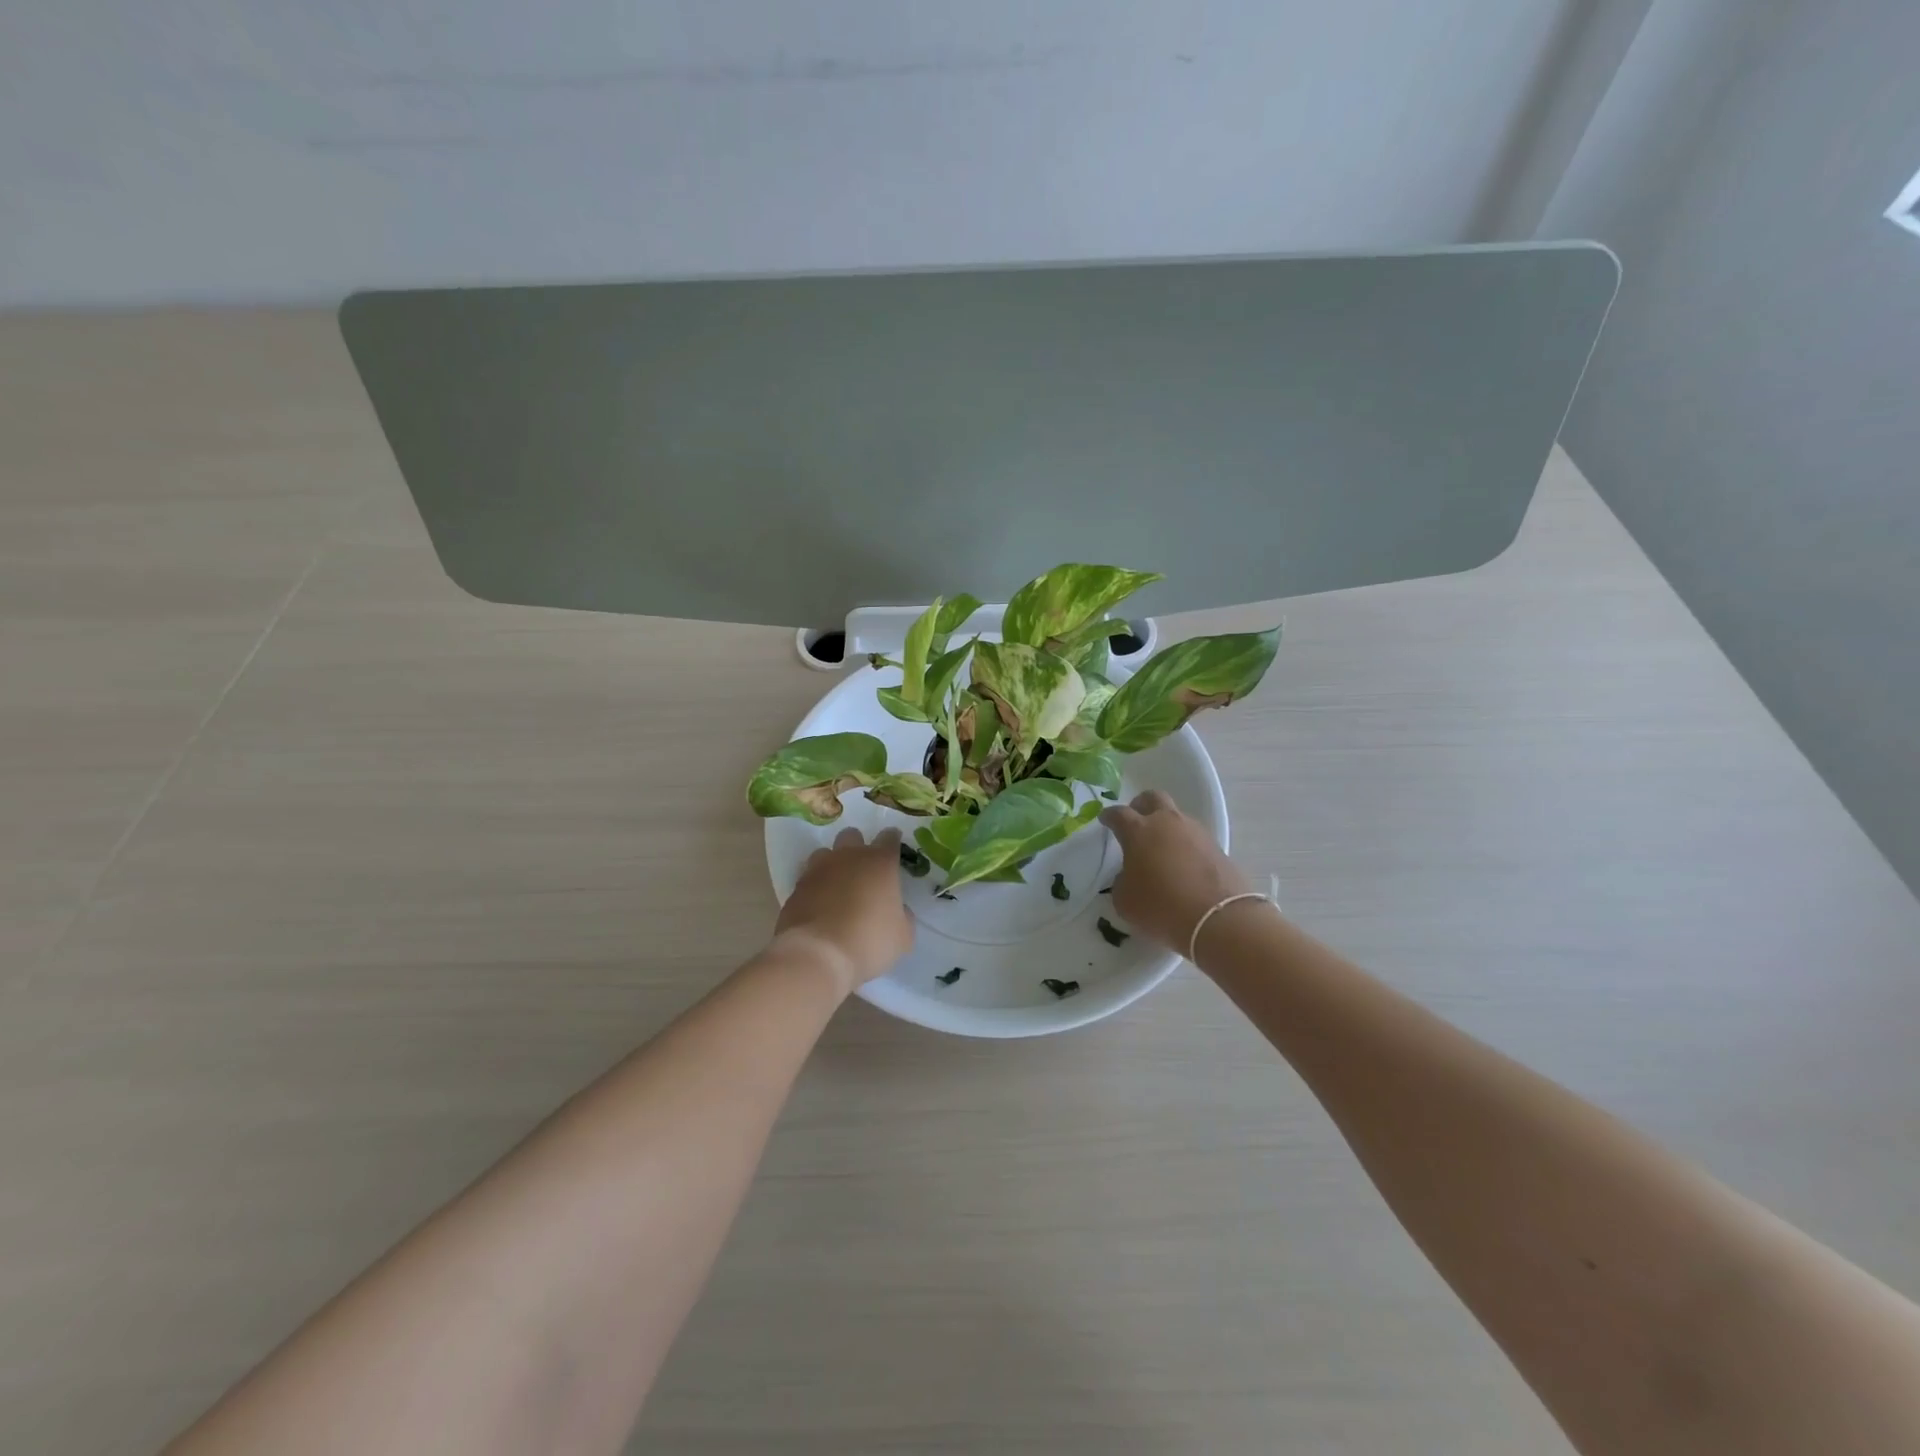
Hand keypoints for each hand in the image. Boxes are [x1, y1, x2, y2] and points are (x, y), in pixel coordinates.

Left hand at [774, 828, 913, 993]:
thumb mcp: (902, 936)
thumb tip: (897, 910)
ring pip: (825, 853)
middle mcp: (848, 857)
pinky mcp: (796, 888)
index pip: (889, 837)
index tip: (894, 848)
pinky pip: (808, 879)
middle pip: (852, 835)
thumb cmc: (868, 941)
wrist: (817, 956)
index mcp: (879, 863)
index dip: (892, 840)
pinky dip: (815, 887)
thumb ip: (903, 916)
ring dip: (832, 864)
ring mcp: (818, 870)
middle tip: (864, 869)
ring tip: (837, 886)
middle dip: (858, 846)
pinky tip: (819, 906)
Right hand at [1100, 791, 1255, 955]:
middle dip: (1141, 805)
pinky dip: (1186, 846)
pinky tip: (1183, 866)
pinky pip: (1195, 839)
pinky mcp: (1218, 848)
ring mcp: (1196, 832)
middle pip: (1153, 798)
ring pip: (1177, 817)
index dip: (1109, 816)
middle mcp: (1167, 823)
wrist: (1218, 919)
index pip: (1119, 814)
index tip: (1105, 820)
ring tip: (1162, 850)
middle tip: (1136, 820)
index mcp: (1139, 830)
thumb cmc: (1160, 906)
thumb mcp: (1125, 900)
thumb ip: (1122, 881)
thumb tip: (1130, 875)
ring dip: (1167, 827)